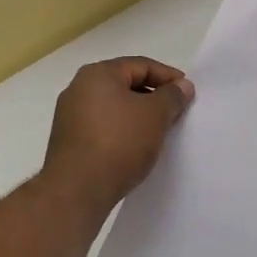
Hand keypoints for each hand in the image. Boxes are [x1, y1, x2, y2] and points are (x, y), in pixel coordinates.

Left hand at [38, 57, 194, 215]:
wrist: (77, 191)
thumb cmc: (119, 143)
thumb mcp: (156, 115)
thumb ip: (172, 96)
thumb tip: (182, 85)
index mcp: (98, 73)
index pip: (141, 65)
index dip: (168, 77)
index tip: (188, 93)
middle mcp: (79, 88)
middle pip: (126, 84)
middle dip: (153, 97)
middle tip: (176, 112)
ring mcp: (70, 116)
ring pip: (114, 107)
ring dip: (138, 116)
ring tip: (159, 132)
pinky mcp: (68, 141)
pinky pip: (103, 127)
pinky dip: (122, 131)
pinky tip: (136, 148)